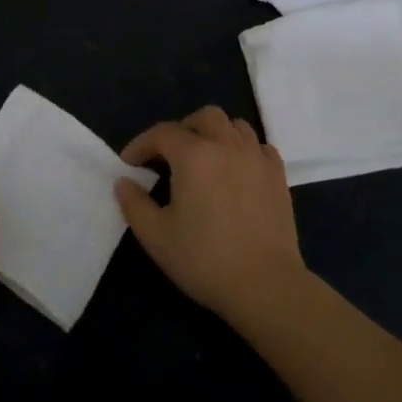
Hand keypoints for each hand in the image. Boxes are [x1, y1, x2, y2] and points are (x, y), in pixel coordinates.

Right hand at [115, 106, 309, 329]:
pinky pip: (259, 146)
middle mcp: (227, 145)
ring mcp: (257, 158)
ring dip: (215, 134)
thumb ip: (134, 204)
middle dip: (182, 129)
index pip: (162, 133)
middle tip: (170, 156)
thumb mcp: (156, 236)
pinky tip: (236, 171)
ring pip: (235, 126)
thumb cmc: (205, 259)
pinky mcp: (278, 176)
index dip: (141, 144)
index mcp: (194, 155)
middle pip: (204, 117)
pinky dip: (243, 150)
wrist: (265, 285)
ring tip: (205, 160)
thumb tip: (123, 182)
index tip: (129, 164)